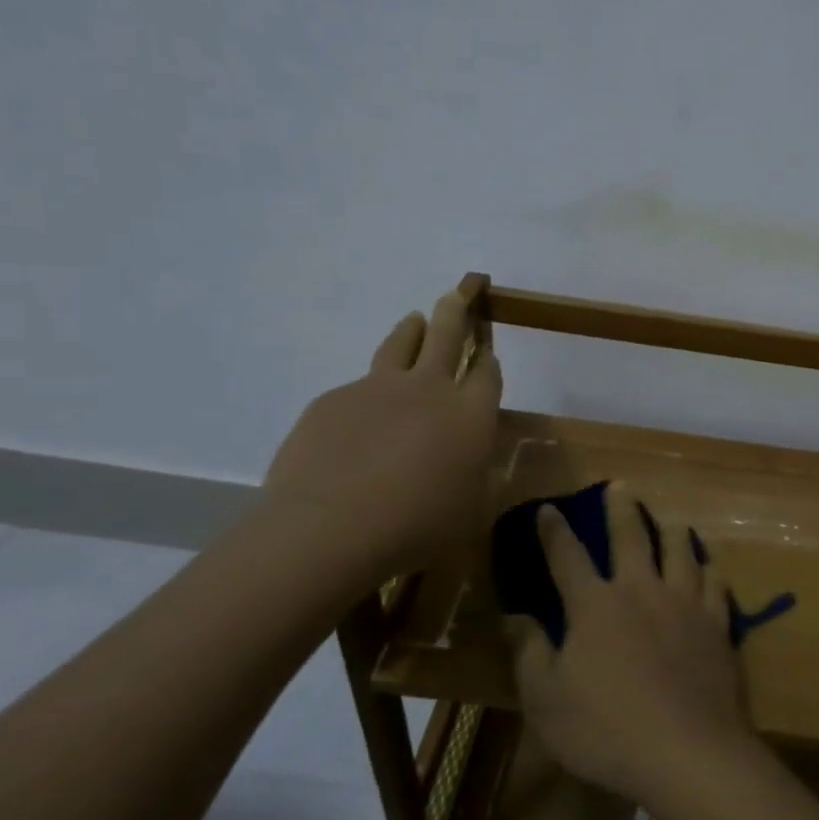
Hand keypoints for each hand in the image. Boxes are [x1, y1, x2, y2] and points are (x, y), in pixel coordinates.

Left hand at [264, 287, 501, 575]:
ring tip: (414, 320)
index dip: (489, 359)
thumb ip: (474, 472)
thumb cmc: (417, 526)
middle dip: (457, 310)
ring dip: (411, 329)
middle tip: (459, 291)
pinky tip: (357, 420)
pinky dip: (365, 393)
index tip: (487, 351)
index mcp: (470, 413)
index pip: (487, 372)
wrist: (330, 528)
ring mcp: (376, 389)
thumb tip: (470, 457)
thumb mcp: (469, 508)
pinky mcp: (332, 400)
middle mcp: (427, 389)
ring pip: (399, 344)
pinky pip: (355, 388)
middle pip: (447, 335)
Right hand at [510, 482, 760, 809]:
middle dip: (621, 507)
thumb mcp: (546, 700)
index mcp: (595, 604)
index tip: (549, 509)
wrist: (687, 751)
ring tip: (671, 520)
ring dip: (672, 529)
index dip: (554, 530)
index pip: (567, 555)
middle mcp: (640, 589)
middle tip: (620, 486)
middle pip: (630, 536)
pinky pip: (715, 583)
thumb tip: (514, 615)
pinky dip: (708, 569)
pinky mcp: (717, 623)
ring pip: (680, 549)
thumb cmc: (606, 730)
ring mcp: (684, 603)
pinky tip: (708, 567)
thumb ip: (529, 652)